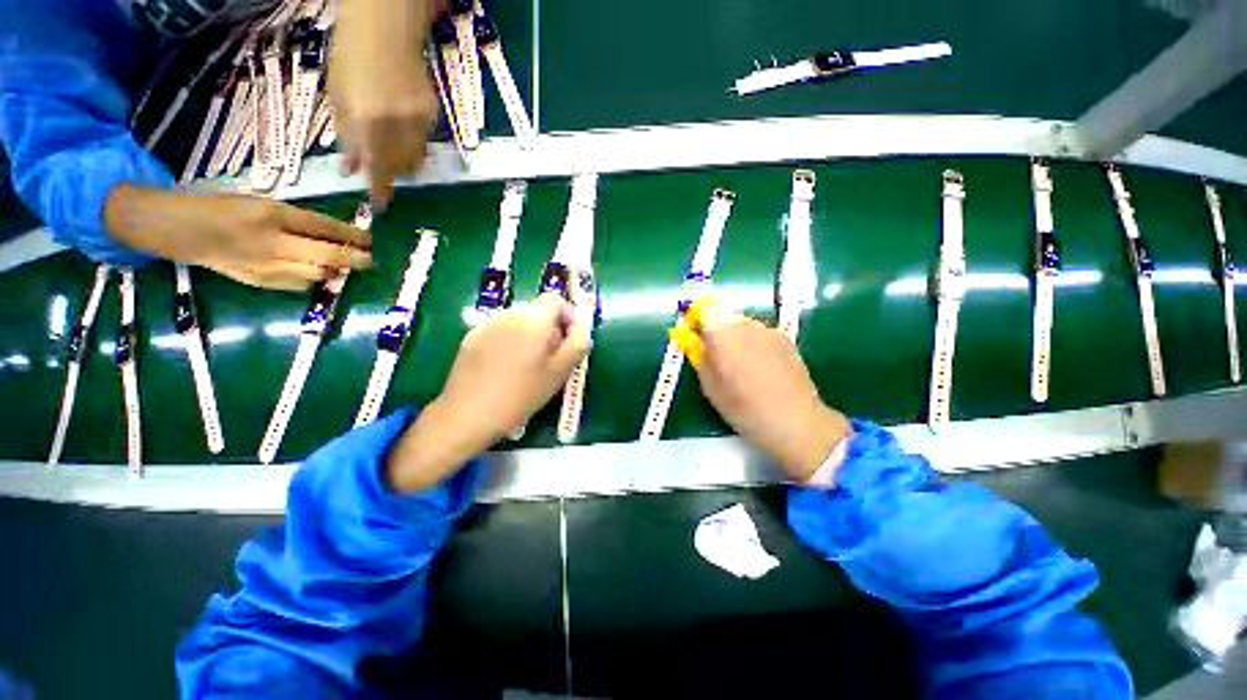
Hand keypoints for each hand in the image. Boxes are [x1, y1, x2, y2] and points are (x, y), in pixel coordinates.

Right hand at [105, 186, 371, 290]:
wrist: (181, 231)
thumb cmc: (224, 210)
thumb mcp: (261, 204)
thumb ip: (296, 222)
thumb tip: (334, 237)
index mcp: (271, 214)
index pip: (323, 226)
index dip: (352, 235)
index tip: (371, 240)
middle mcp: (272, 242)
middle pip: (327, 254)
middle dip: (355, 259)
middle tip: (371, 260)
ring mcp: (265, 265)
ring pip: (316, 274)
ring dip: (335, 271)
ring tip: (346, 267)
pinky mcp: (258, 282)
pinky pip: (297, 285)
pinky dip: (312, 280)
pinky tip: (319, 275)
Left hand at [330, 0, 440, 209]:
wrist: (385, 28)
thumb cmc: (351, 56)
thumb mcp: (338, 97)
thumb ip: (346, 136)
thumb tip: (351, 170)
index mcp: (369, 121)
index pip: (377, 168)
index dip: (379, 191)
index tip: (379, 208)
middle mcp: (398, 126)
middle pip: (401, 168)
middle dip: (390, 174)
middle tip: (378, 171)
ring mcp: (420, 121)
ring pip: (416, 158)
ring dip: (401, 163)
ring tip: (388, 152)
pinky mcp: (433, 115)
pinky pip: (423, 142)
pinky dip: (411, 145)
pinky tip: (400, 131)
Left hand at [388, 293, 592, 492]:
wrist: (469, 414)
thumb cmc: (522, 393)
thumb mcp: (561, 371)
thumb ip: (579, 343)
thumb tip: (581, 327)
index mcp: (534, 319)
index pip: (556, 299)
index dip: (568, 316)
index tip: (569, 341)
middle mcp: (509, 313)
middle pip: (537, 310)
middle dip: (550, 328)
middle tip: (551, 358)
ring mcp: (487, 324)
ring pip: (519, 321)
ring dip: (530, 335)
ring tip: (528, 366)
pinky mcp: (471, 338)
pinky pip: (500, 331)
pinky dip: (510, 342)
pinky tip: (505, 369)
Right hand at [683, 301, 852, 481]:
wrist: (795, 421)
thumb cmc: (744, 408)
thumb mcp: (711, 388)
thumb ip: (700, 359)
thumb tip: (694, 343)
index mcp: (723, 336)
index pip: (703, 314)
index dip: (697, 323)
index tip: (695, 339)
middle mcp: (745, 326)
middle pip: (724, 319)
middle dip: (717, 334)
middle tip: (718, 359)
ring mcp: (768, 330)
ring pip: (743, 327)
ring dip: (736, 339)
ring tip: (741, 366)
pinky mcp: (786, 338)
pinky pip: (761, 334)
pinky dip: (754, 344)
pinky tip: (761, 368)